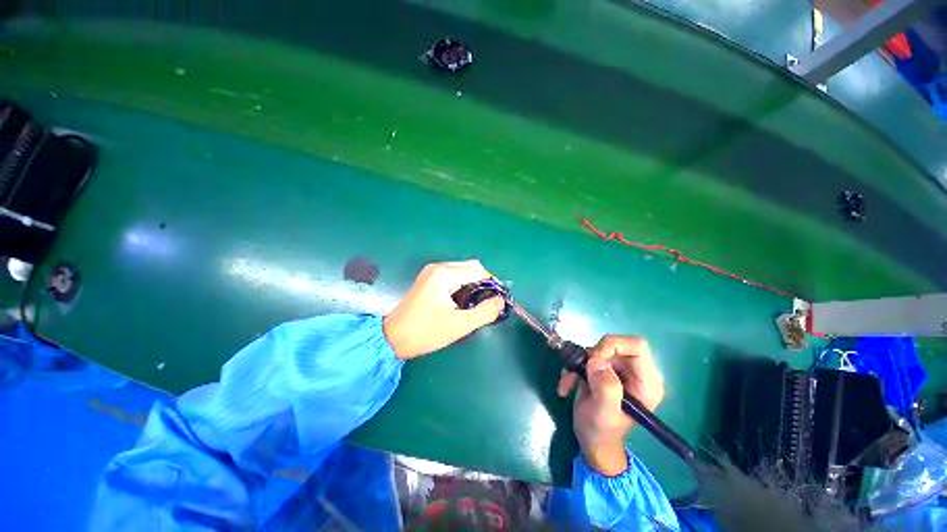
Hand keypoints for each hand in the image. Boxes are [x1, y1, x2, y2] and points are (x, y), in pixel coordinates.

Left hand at [383, 260, 503, 358]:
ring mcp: (432, 272)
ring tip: (479, 303)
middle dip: (485, 282)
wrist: (392, 338)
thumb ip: (485, 312)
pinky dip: (463, 284)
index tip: (501, 299)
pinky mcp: (428, 280)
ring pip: (462, 271)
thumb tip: (500, 301)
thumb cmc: (425, 332)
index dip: (494, 284)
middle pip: (471, 267)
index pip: (479, 271)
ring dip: (474, 283)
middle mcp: (438, 267)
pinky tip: (464, 300)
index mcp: (445, 274)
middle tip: (490, 302)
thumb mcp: (459, 325)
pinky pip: (453, 276)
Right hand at [557, 335, 664, 475]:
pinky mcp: (607, 369)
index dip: (613, 345)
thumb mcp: (604, 413)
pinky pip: (589, 356)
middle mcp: (637, 373)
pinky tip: (569, 383)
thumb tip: (597, 361)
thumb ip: (606, 388)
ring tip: (569, 381)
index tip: (593, 358)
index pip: (637, 346)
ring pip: (599, 349)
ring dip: (580, 363)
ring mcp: (621, 370)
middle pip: (616, 345)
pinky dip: (576, 366)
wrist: (593, 440)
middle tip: (580, 371)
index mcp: (647, 383)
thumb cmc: (601, 431)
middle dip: (592, 356)